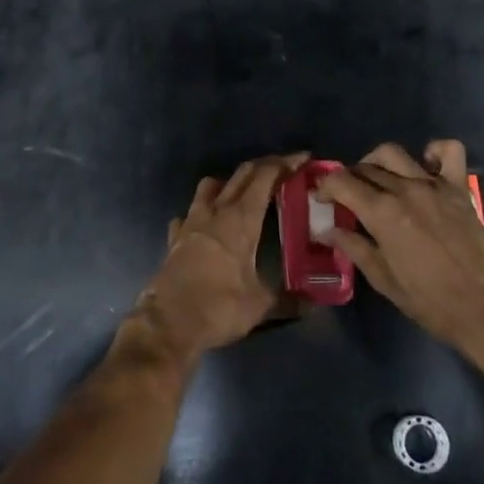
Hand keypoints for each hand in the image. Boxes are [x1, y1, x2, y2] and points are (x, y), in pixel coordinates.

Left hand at [132, 153, 308, 360]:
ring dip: (229, 182)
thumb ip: (289, 300)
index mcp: (241, 219)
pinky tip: (208, 226)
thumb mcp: (261, 305)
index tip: (303, 159)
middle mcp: (215, 211)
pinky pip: (189, 214)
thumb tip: (314, 302)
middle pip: (241, 174)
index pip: (265, 177)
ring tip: (244, 195)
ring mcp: (191, 222)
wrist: (168, 323)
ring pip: (210, 186)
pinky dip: (202, 212)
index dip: (285, 164)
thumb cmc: (219, 307)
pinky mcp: (175, 238)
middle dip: (264, 167)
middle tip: (283, 172)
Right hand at [318, 141, 483, 365]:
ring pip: (394, 154)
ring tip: (379, 180)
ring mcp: (434, 185)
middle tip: (349, 199)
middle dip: (349, 179)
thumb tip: (327, 230)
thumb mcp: (382, 278)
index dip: (325, 187)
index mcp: (382, 212)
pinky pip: (448, 151)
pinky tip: (425, 167)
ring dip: (378, 162)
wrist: (483, 308)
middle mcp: (405, 189)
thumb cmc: (428, 300)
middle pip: (365, 168)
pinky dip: (434, 152)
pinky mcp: (459, 188)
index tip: (322, 199)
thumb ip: (353, 247)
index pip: (341, 182)